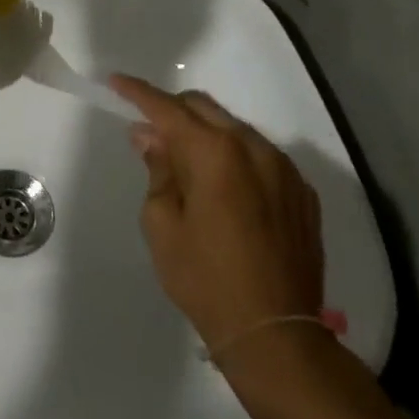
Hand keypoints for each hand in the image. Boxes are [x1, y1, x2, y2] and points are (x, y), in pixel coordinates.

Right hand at [111, 75, 328, 385]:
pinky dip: (234, 157)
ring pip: (234, 129)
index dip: (137, 92)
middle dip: (172, 110)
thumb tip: (150, 137)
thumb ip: (158, 170)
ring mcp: (284, 169)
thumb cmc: (205, 280)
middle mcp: (253, 148)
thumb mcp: (162, 224)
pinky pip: (261, 156)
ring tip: (186, 164)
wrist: (277, 336)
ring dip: (205, 134)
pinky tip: (224, 188)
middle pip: (204, 108)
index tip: (115, 82)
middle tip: (149, 133)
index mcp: (214, 152)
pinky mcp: (303, 193)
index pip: (167, 108)